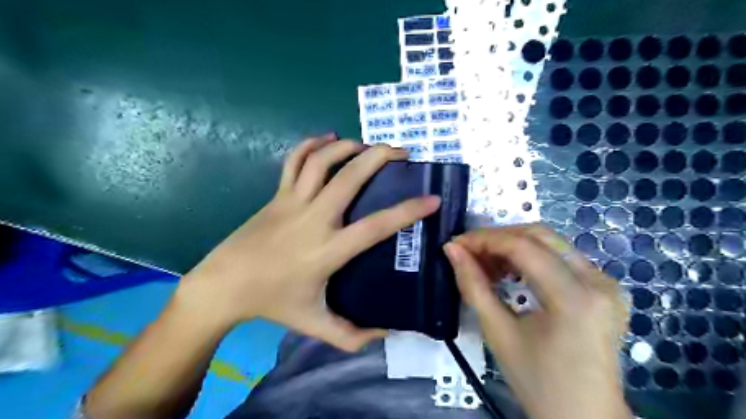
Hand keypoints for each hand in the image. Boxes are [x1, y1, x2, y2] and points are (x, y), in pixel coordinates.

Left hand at [177, 136, 437, 351]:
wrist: (224, 285)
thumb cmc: (272, 303)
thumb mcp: (314, 324)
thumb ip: (351, 335)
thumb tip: (386, 334)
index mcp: (329, 249)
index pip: (377, 225)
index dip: (408, 211)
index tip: (431, 199)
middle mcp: (314, 218)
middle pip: (350, 177)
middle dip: (380, 157)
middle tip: (402, 152)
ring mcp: (293, 202)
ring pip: (322, 161)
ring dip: (349, 147)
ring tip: (368, 146)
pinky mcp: (277, 194)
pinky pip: (294, 161)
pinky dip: (311, 145)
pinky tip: (327, 139)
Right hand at [445, 227, 630, 418]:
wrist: (584, 417)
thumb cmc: (538, 381)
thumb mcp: (498, 333)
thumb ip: (473, 286)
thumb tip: (451, 250)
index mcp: (575, 298)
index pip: (523, 247)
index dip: (484, 239)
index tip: (456, 244)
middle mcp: (598, 281)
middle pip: (539, 235)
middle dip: (497, 238)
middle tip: (468, 252)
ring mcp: (606, 283)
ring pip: (549, 242)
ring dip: (512, 246)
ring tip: (485, 264)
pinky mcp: (604, 288)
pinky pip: (560, 257)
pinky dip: (529, 257)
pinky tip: (510, 271)